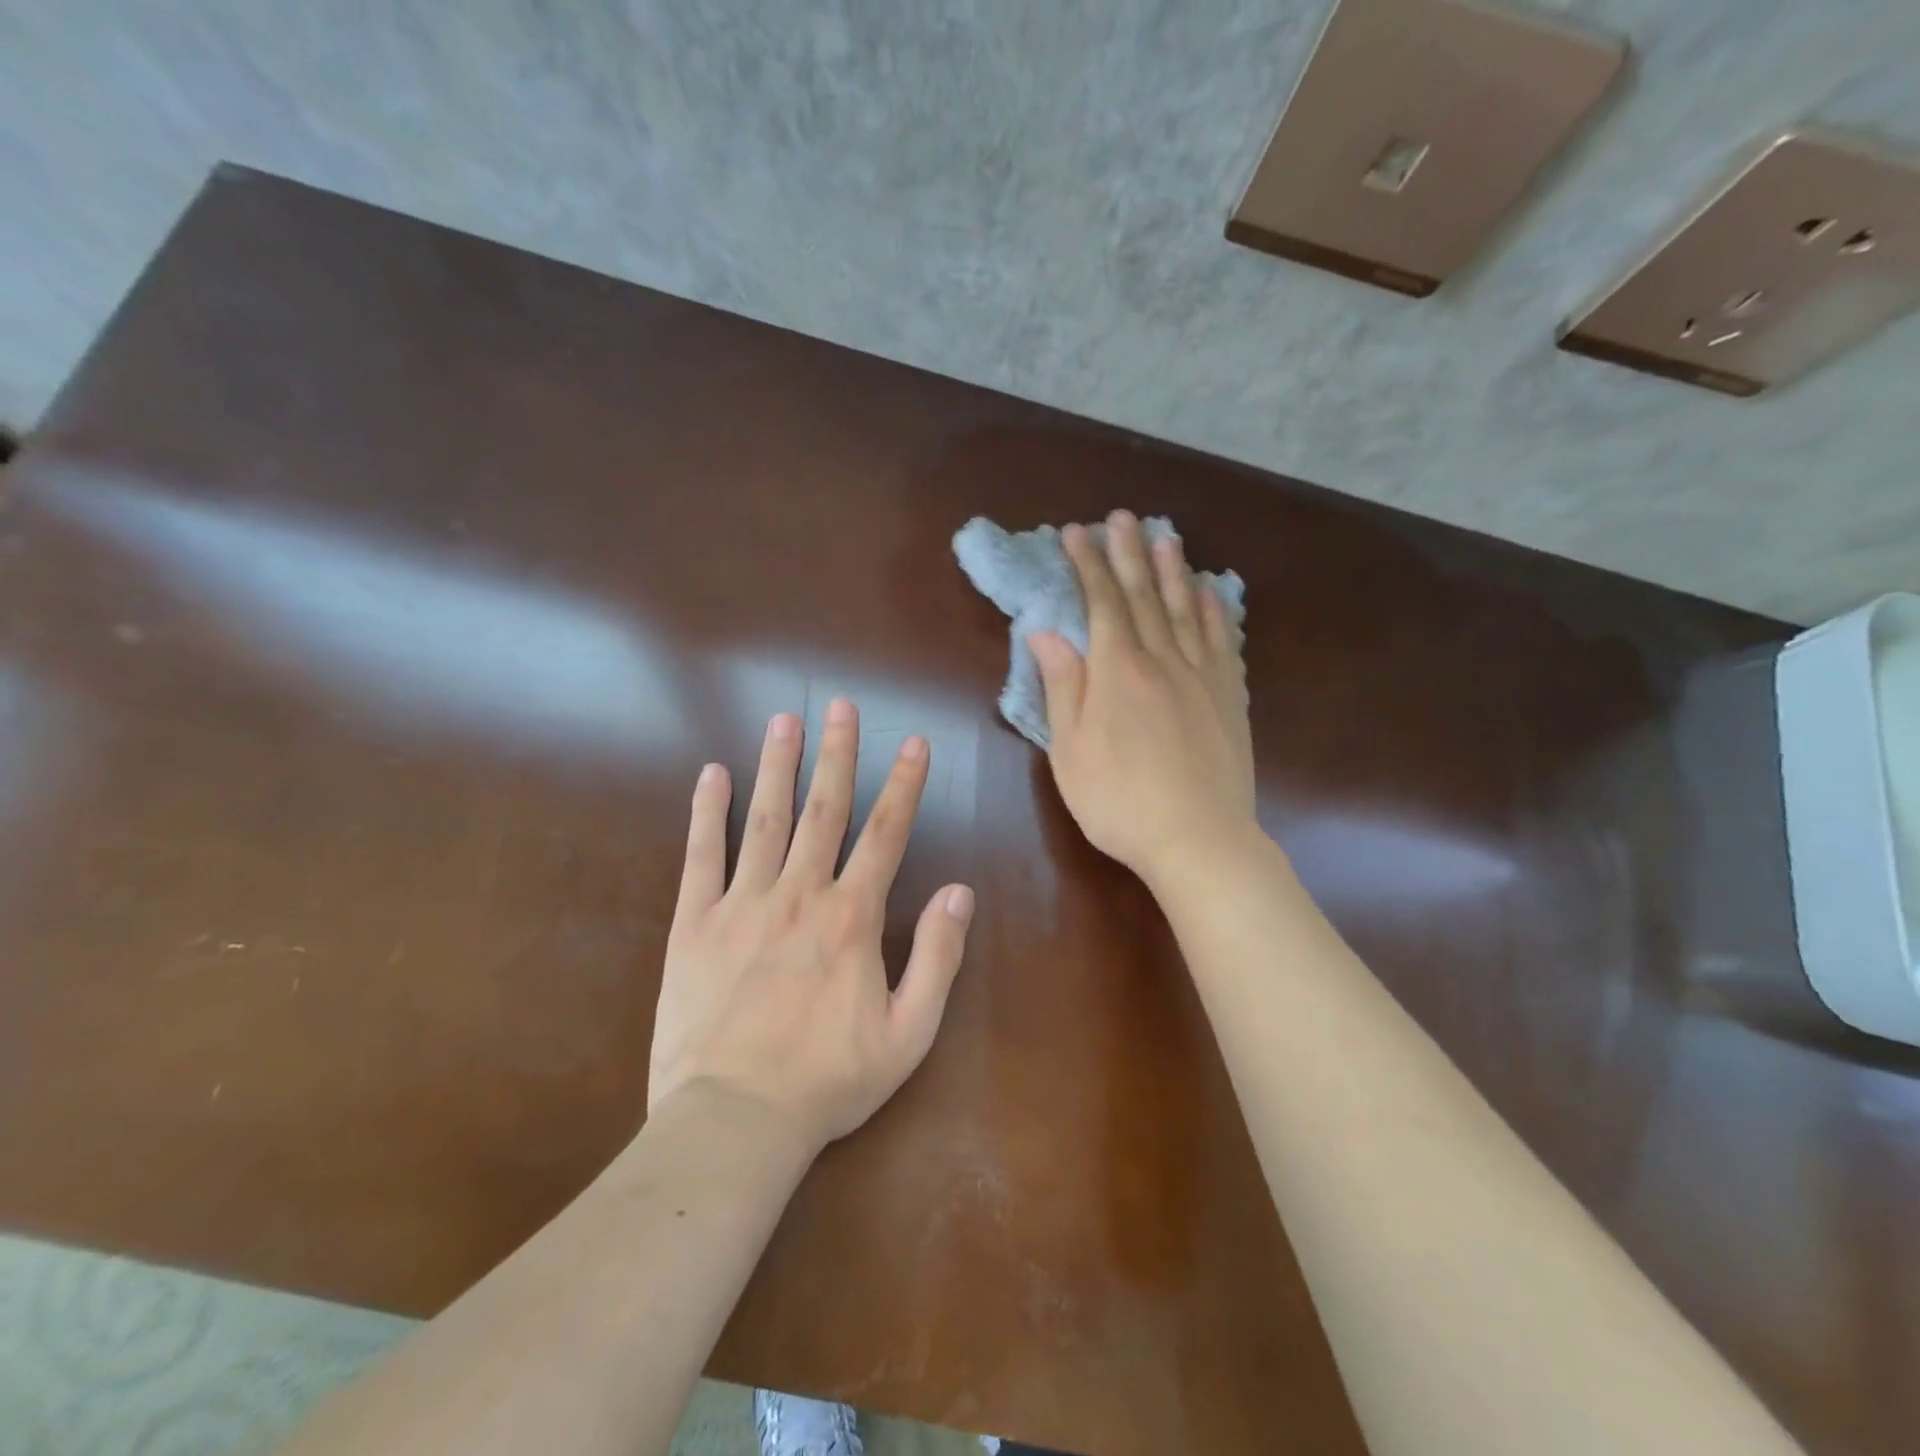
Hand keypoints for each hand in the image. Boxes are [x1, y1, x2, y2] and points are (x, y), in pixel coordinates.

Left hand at [647, 699, 974, 1153]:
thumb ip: (938, 958)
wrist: (733, 1122)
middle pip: (824, 809)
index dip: (904, 784)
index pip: (887, 833)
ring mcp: (742, 903)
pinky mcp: (693, 923)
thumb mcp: (909, 1034)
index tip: (913, 743)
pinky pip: (701, 856)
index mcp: (852, 918)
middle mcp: (799, 895)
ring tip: (784, 720)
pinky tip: (711, 775)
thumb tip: (961, 892)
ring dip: (777, 765)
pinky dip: (707, 812)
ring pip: (765, 818)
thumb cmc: (828, 1081)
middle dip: (837, 754)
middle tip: (841, 705)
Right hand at [1030, 510, 1255, 887]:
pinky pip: (1223, 642)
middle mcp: (1162, 660)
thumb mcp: (1070, 750)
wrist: (1199, 839)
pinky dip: (1216, 612)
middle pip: (1144, 596)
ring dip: (1174, 570)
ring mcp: (1203, 677)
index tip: (1075, 532)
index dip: (1087, 565)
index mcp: (1118, 671)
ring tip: (1167, 536)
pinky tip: (1211, 594)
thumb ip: (1063, 686)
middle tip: (1123, 517)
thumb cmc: (1119, 800)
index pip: (1101, 603)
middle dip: (1129, 553)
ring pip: (1186, 610)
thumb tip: (1046, 632)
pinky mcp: (1229, 698)